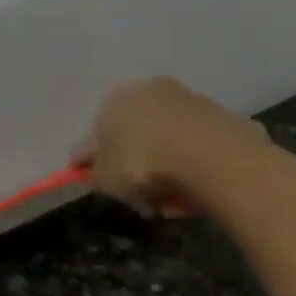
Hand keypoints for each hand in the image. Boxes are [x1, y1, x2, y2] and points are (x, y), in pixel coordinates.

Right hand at [74, 77, 266, 218]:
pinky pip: (191, 150)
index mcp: (113, 101)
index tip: (106, 187)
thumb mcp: (106, 177)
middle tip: (142, 202)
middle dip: (137, 171)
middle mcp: (147, 91)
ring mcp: (182, 100)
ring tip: (169, 203)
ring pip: (165, 145)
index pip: (98, 135)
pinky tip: (190, 192)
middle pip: (135, 138)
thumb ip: (92, 172)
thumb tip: (83, 165)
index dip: (98, 164)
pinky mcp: (212, 114)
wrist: (202, 152)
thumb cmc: (141, 164)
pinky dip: (187, 169)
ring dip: (164, 174)